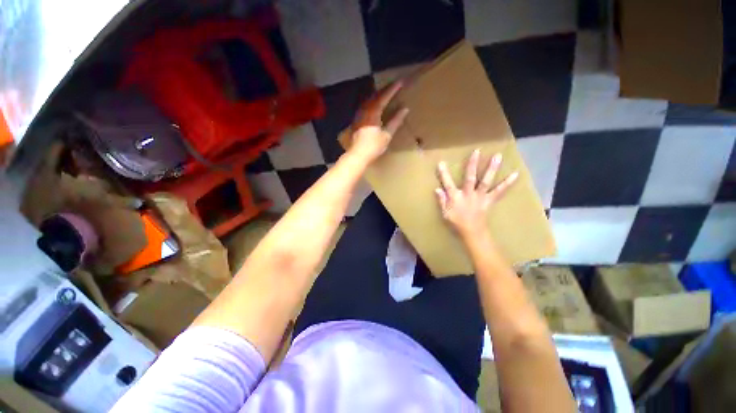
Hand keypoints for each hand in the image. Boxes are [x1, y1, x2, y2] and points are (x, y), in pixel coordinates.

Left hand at [348, 82, 409, 162]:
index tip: (401, 81)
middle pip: (375, 95)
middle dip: (385, 89)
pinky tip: (375, 105)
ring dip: (378, 95)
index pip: (384, 96)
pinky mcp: (356, 120)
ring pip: (369, 100)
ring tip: (385, 93)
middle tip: (394, 85)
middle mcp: (365, 110)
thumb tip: (404, 109)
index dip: (393, 89)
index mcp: (373, 112)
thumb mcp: (387, 134)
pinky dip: (372, 102)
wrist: (358, 155)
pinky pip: (365, 106)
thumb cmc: (373, 146)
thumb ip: (396, 121)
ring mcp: (359, 114)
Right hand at [435, 149, 518, 240]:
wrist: (473, 232)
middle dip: (472, 165)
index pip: (448, 184)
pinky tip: (515, 174)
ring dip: (491, 169)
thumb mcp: (445, 213)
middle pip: (470, 178)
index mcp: (456, 198)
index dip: (444, 174)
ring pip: (486, 181)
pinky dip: (507, 183)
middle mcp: (468, 194)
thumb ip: (442, 201)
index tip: (441, 163)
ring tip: (497, 156)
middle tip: (476, 151)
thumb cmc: (457, 223)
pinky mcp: (489, 200)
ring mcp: (480, 197)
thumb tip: (437, 189)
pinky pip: (499, 191)